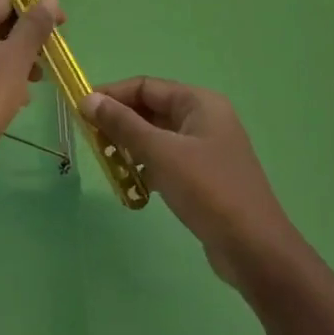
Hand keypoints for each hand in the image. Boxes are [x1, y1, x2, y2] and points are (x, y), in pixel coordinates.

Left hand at [0, 0, 62, 183]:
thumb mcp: (17, 58)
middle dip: (27, 38)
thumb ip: (35, 26)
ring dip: (17, 58)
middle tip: (49, 60)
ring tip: (36, 82)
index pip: (7, 0)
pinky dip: (0, 74)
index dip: (37, 10)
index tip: (62, 29)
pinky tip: (16, 97)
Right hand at [83, 78, 301, 287]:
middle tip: (90, 140)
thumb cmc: (207, 189)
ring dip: (130, 147)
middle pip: (151, 110)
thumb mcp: (160, 152)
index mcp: (199, 103)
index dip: (112, 95)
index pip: (146, 86)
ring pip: (157, 137)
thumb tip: (88, 99)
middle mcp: (204, 118)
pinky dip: (147, 167)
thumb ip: (122, 124)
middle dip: (119, 123)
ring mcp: (206, 148)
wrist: (254, 248)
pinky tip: (132, 185)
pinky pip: (167, 160)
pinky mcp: (205, 176)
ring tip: (107, 163)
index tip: (80, 110)